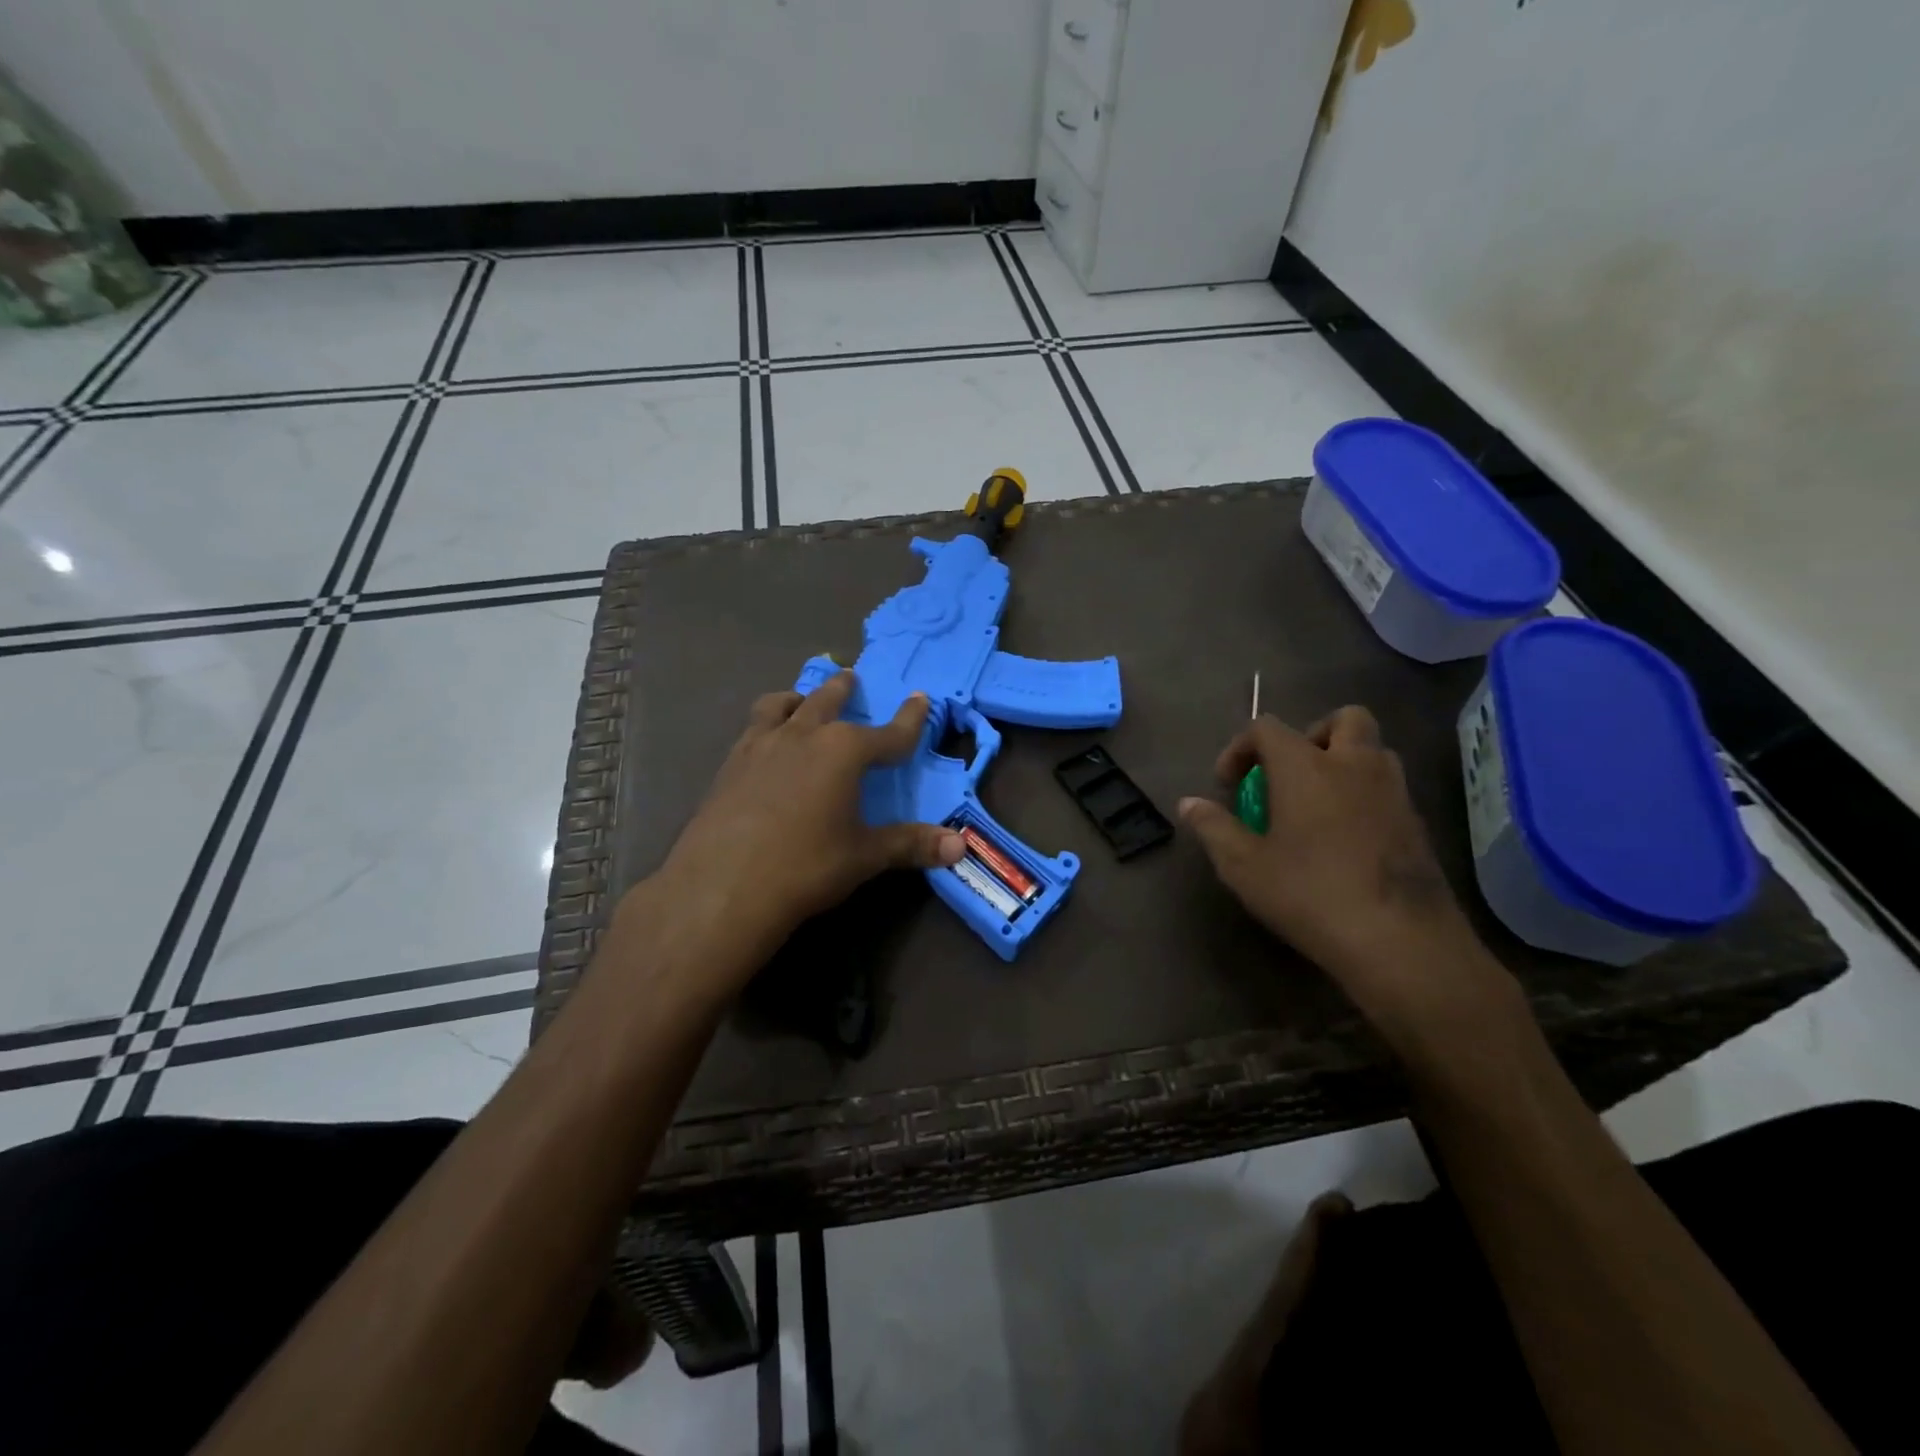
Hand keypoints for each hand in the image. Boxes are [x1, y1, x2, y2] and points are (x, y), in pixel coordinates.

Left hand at [644, 671, 964, 976]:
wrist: (723, 887)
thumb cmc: (806, 866)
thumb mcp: (864, 856)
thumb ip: (911, 845)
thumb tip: (960, 847)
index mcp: (843, 751)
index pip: (888, 733)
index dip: (909, 719)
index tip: (920, 699)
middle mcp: (802, 736)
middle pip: (827, 701)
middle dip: (843, 689)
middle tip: (850, 676)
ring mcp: (760, 746)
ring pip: (780, 706)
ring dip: (796, 699)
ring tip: (799, 701)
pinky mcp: (729, 766)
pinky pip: (752, 731)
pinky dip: (766, 726)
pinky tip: (764, 747)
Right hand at [1179, 707, 1497, 1029]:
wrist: (1399, 940)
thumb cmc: (1309, 894)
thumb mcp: (1244, 866)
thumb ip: (1213, 828)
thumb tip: (1188, 804)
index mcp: (1306, 766)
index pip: (1267, 728)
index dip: (1240, 748)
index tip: (1228, 785)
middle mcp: (1354, 765)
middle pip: (1343, 718)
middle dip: (1311, 734)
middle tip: (1289, 773)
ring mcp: (1393, 792)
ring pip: (1373, 750)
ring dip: (1344, 761)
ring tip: (1317, 802)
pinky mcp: (1417, 823)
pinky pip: (1388, 787)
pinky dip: (1364, 794)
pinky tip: (1346, 836)